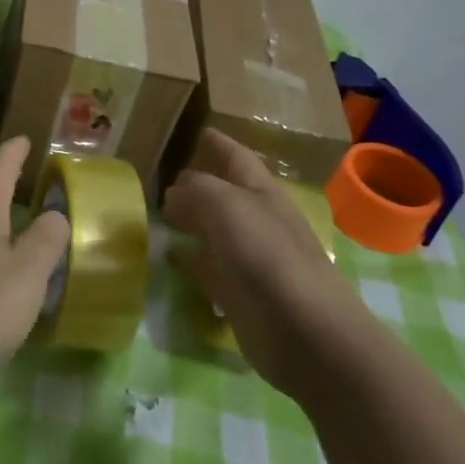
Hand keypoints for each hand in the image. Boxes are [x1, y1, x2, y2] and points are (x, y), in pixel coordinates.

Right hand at [162, 129, 365, 397]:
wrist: (305, 332)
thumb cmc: (268, 256)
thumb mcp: (227, 206)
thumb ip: (197, 191)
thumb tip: (174, 193)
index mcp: (262, 193)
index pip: (238, 159)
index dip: (220, 145)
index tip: (201, 131)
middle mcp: (256, 222)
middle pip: (223, 195)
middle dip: (197, 184)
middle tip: (164, 177)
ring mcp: (249, 260)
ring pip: (213, 230)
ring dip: (190, 220)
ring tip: (159, 212)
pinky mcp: (238, 294)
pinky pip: (207, 267)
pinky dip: (189, 258)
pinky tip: (169, 255)